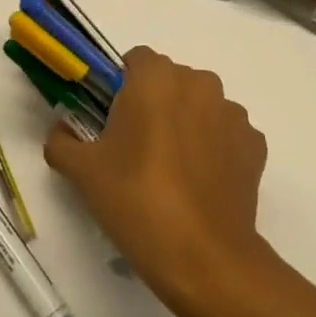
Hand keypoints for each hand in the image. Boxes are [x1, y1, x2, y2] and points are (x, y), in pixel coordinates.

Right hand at [44, 48, 278, 316]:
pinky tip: (200, 184)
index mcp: (156, 78)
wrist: (204, 256)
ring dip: (186, 124)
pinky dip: (214, 149)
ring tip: (171, 172)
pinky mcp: (254, 144)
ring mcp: (233, 113)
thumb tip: (61, 130)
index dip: (121, 85)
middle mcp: (200, 83)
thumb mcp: (83, 172)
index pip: (136, 60)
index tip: (112, 119)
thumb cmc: (137, 201)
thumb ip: (62, 141)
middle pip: (170, 80)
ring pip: (200, 106)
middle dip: (154, 104)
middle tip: (136, 149)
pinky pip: (226, 134)